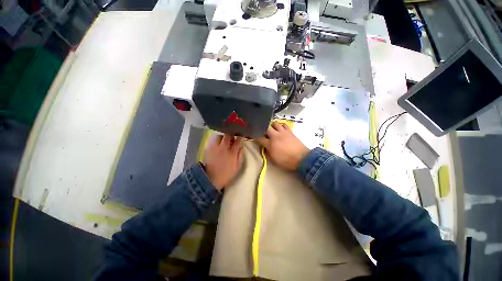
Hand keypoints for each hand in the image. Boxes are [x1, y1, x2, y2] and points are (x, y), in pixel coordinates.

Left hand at [204, 135, 243, 189]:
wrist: (211, 179)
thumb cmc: (226, 174)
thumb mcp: (237, 166)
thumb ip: (240, 155)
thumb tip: (241, 146)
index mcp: (232, 152)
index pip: (237, 140)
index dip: (240, 137)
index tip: (241, 136)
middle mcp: (223, 148)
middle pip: (228, 135)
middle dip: (231, 135)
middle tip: (232, 137)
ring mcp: (215, 147)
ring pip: (219, 136)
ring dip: (223, 137)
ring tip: (224, 140)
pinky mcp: (208, 148)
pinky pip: (213, 140)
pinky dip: (216, 140)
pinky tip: (218, 144)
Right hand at [256, 122, 309, 169]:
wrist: (301, 159)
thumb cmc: (286, 161)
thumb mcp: (273, 160)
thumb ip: (267, 152)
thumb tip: (264, 147)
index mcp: (270, 144)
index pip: (259, 138)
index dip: (255, 137)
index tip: (253, 137)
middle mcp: (275, 136)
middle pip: (266, 128)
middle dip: (263, 129)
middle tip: (263, 133)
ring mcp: (283, 132)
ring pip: (275, 123)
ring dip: (272, 126)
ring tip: (272, 130)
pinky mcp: (289, 131)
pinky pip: (284, 124)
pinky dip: (281, 126)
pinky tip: (280, 129)